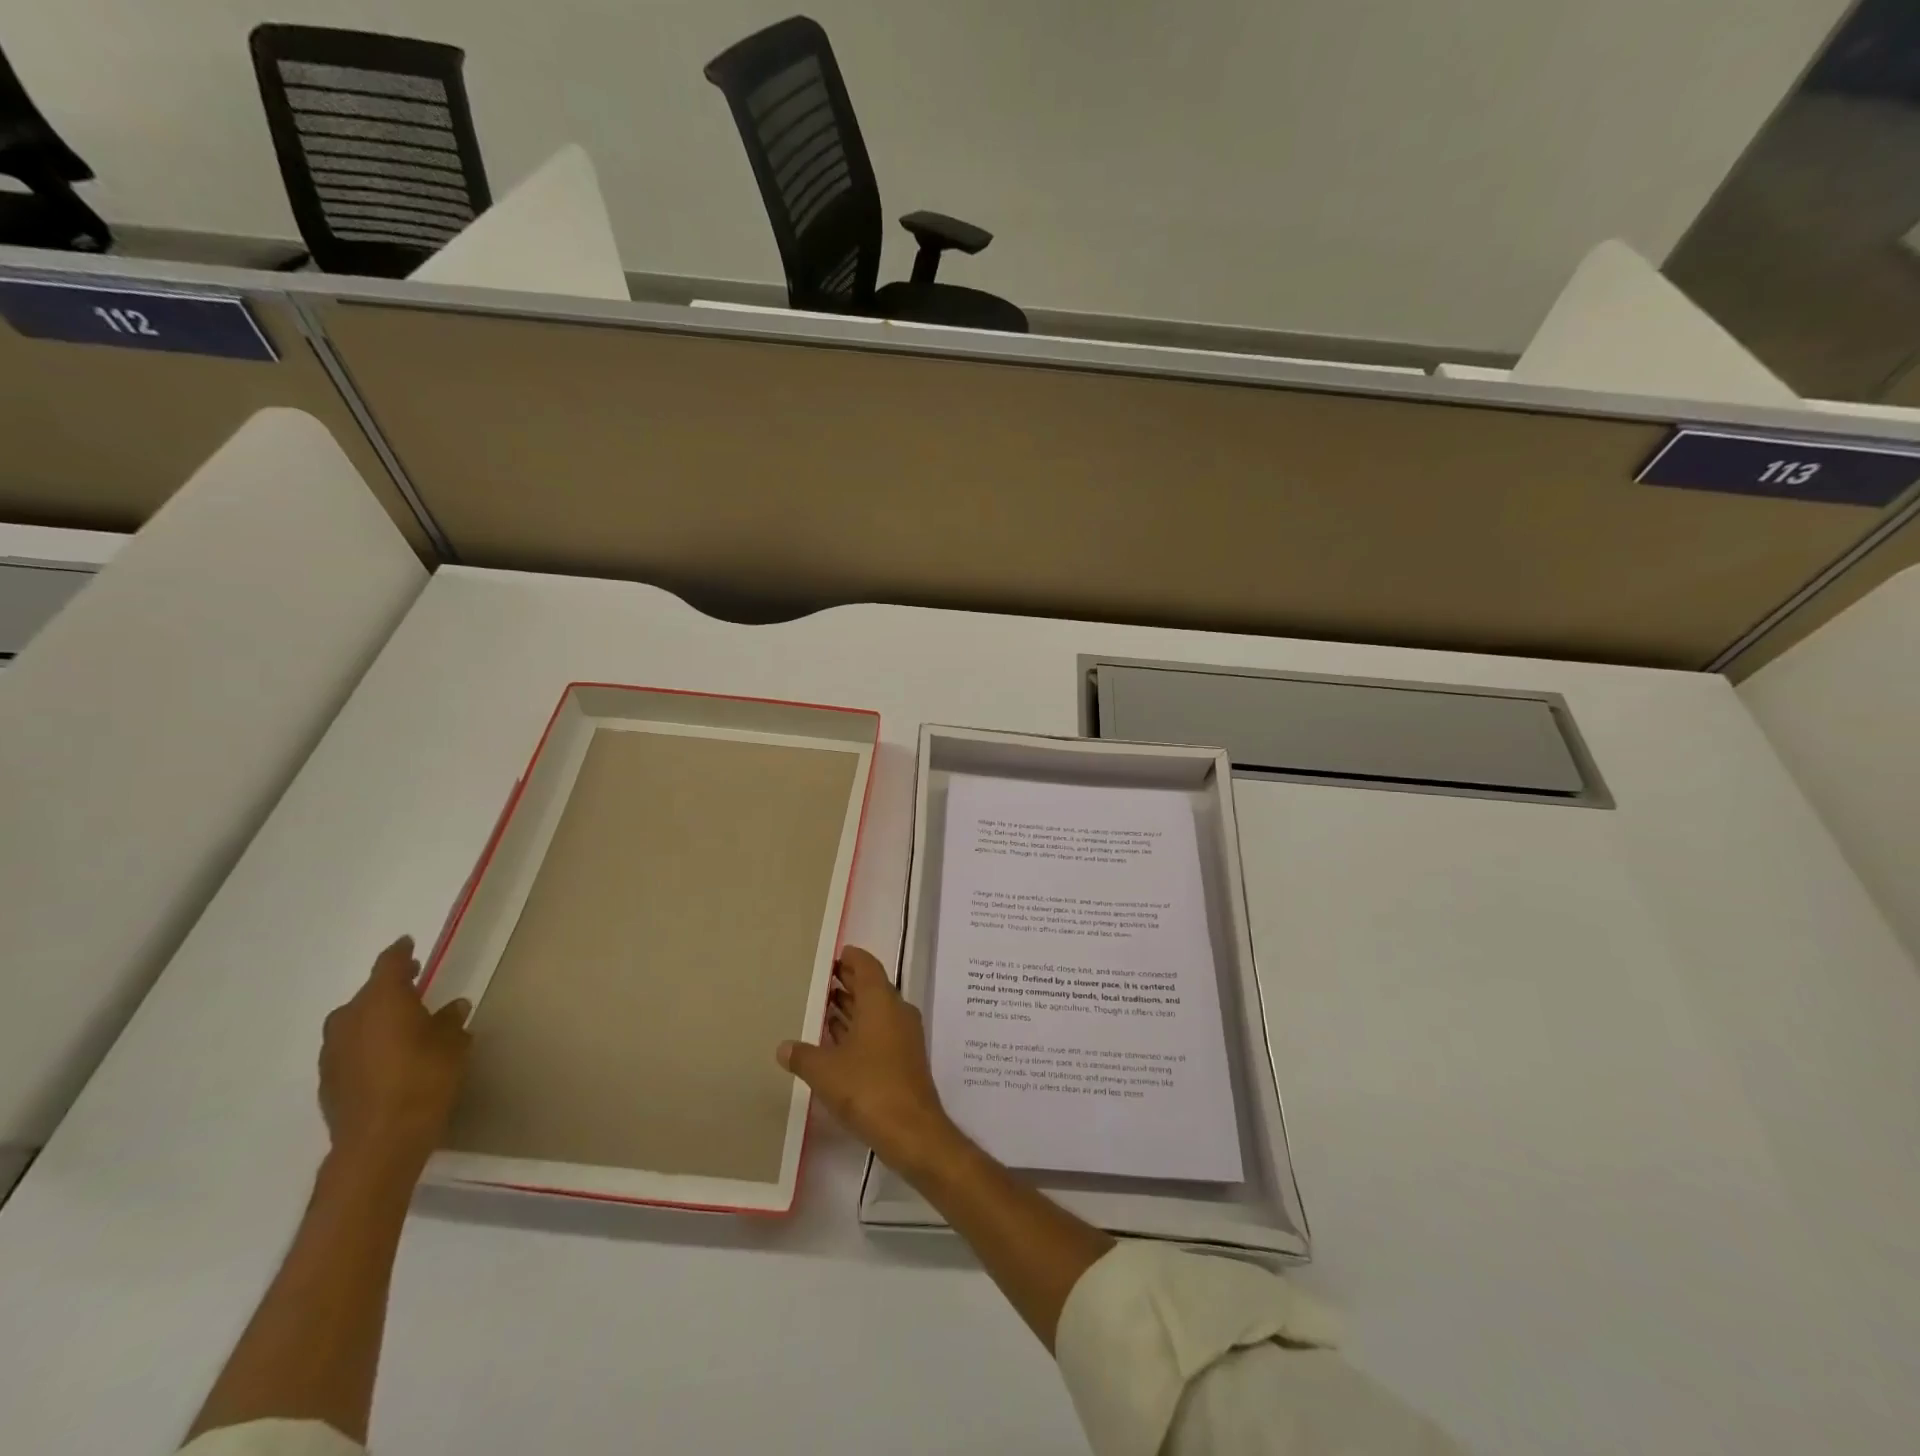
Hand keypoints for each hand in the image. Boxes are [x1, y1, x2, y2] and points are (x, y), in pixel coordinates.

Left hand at [319, 936, 471, 1176]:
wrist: (380, 1141)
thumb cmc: (424, 1079)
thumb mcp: (453, 1043)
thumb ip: (450, 1020)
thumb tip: (451, 1007)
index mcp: (382, 1000)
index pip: (389, 964)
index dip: (400, 952)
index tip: (408, 943)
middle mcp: (350, 1018)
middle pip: (369, 993)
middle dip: (390, 987)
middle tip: (414, 983)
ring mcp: (333, 1051)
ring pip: (355, 1021)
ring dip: (376, 1017)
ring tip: (402, 1023)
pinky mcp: (328, 1080)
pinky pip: (350, 1048)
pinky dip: (367, 1043)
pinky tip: (386, 1056)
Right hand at [777, 947, 958, 1174]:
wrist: (912, 1130)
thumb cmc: (867, 1088)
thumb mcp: (825, 1071)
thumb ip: (803, 1055)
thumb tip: (783, 1047)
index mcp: (880, 1001)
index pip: (866, 965)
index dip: (849, 958)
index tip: (831, 956)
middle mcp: (896, 1011)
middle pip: (871, 986)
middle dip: (847, 982)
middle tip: (820, 980)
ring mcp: (903, 1035)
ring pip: (875, 1011)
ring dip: (852, 1007)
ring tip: (822, 1007)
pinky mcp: (903, 1058)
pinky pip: (878, 1031)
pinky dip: (859, 1029)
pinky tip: (836, 1041)